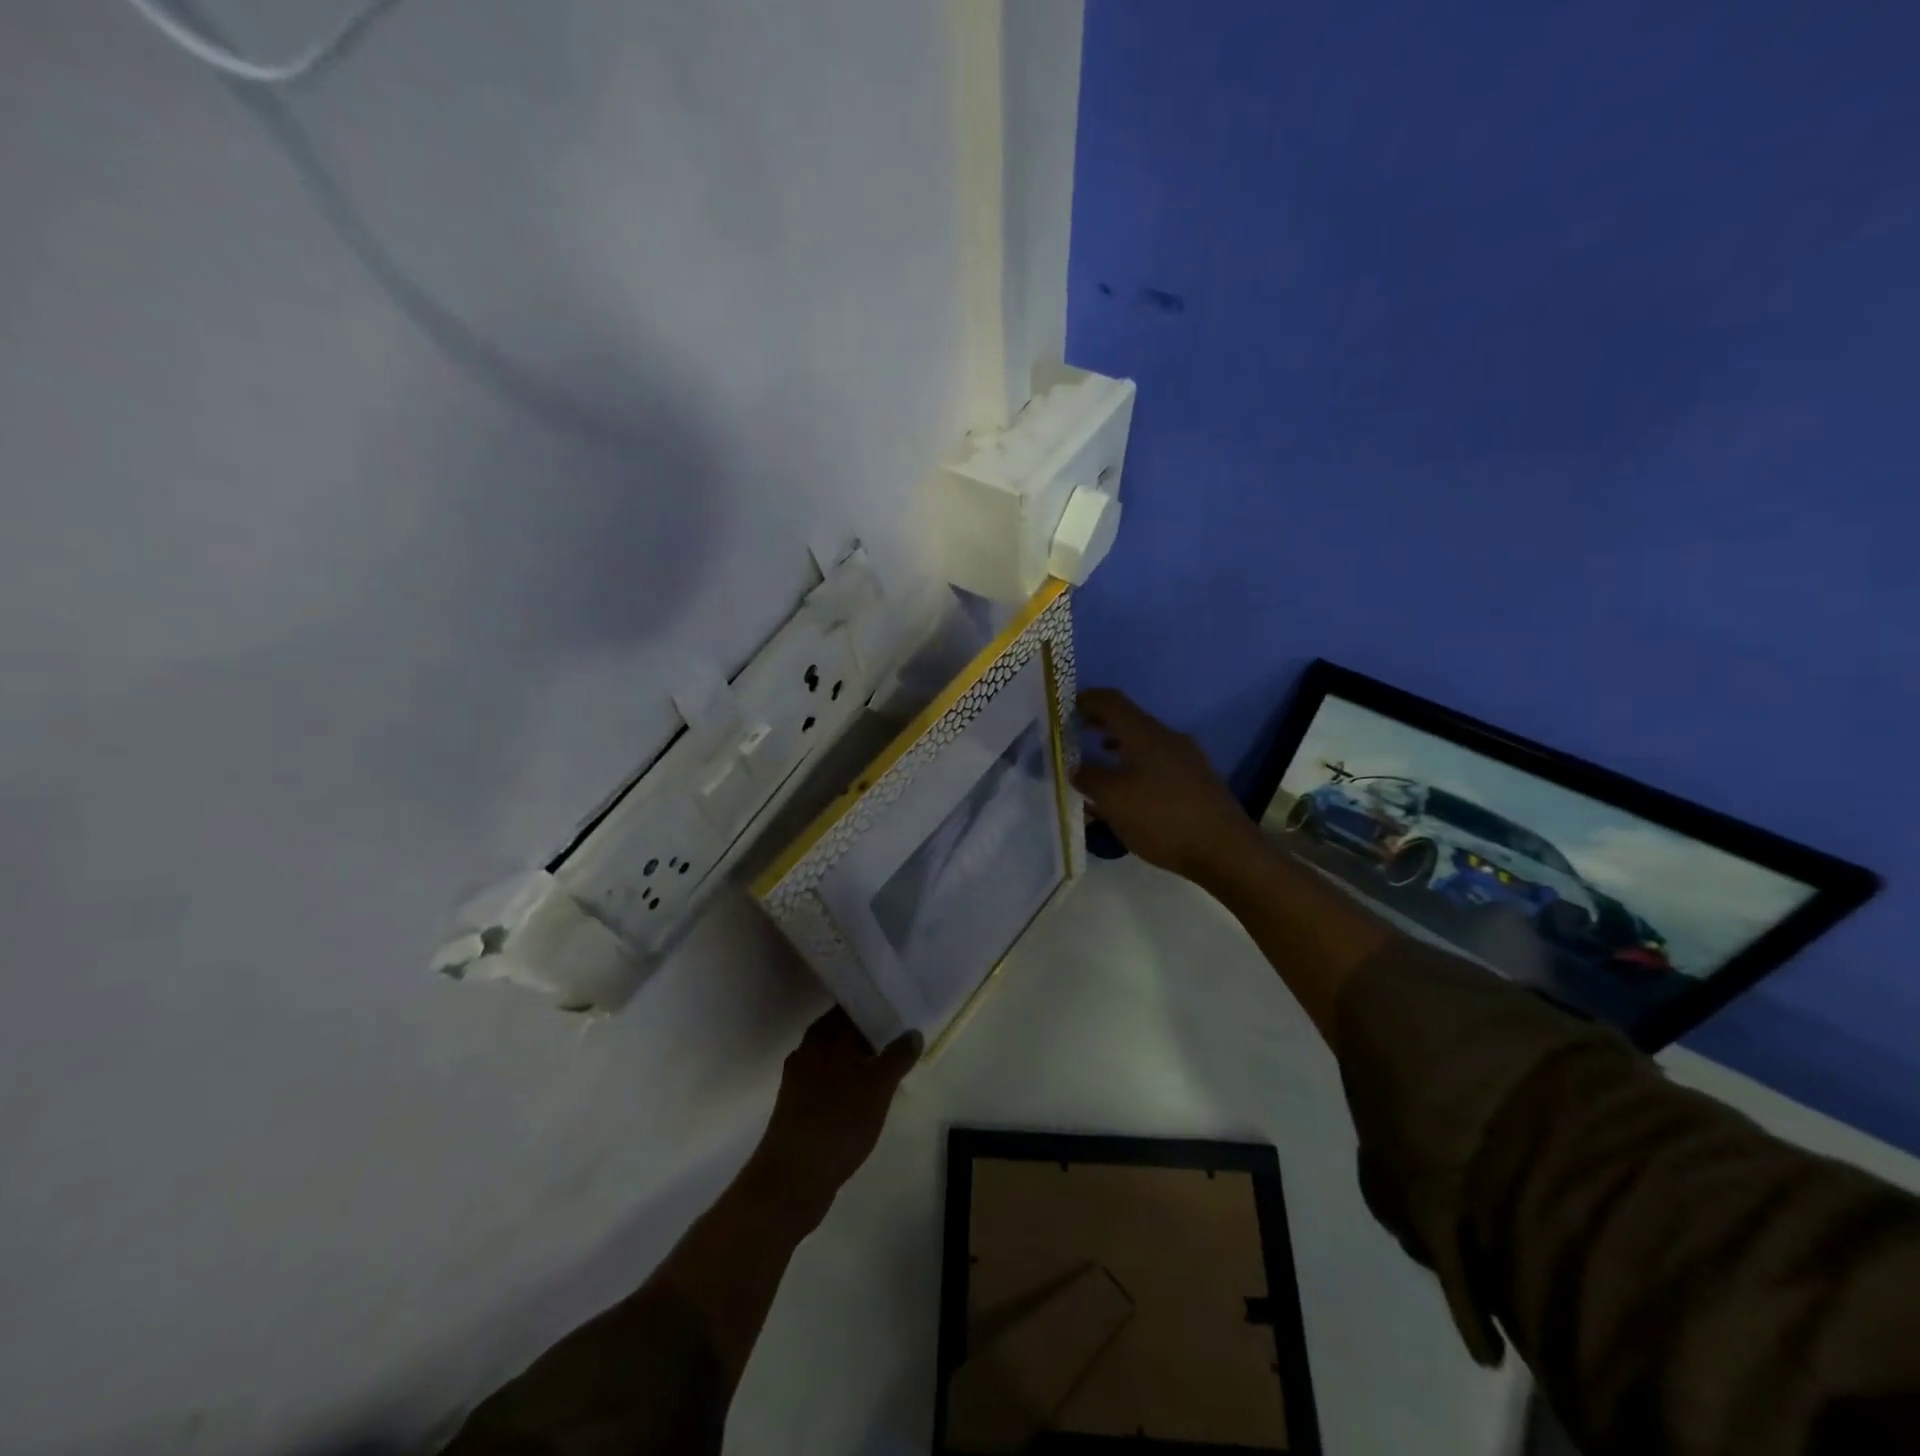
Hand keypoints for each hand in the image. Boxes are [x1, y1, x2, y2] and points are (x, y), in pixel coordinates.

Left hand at [755, 1009, 921, 1206]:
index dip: (877, 1004)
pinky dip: (850, 1082)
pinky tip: (869, 1095)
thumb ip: (898, 1055)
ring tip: (892, 1065)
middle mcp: (808, 1048)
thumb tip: (912, 1033)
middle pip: (845, 1031)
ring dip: (862, 1060)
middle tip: (905, 1036)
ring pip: (838, 1058)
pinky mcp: (798, 1105)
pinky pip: (831, 1081)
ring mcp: (800, 1078)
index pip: (853, 1005)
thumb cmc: (839, 1120)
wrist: (793, 1177)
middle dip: (873, 1034)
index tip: (902, 1007)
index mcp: (824, 1033)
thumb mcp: (879, 1085)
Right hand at [1074, 688, 1262, 881]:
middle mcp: (1168, 738)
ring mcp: (1186, 758)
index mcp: (1145, 734)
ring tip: (1097, 761)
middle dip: (1100, 723)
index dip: (1086, 699)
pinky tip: (1128, 788)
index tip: (1065, 706)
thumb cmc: (1162, 818)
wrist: (1225, 850)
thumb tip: (1076, 768)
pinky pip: (1157, 761)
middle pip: (1129, 719)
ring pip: (1144, 741)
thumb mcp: (1113, 800)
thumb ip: (1089, 778)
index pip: (1111, 701)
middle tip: (1075, 731)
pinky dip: (1135, 764)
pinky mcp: (1196, 779)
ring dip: (1118, 745)